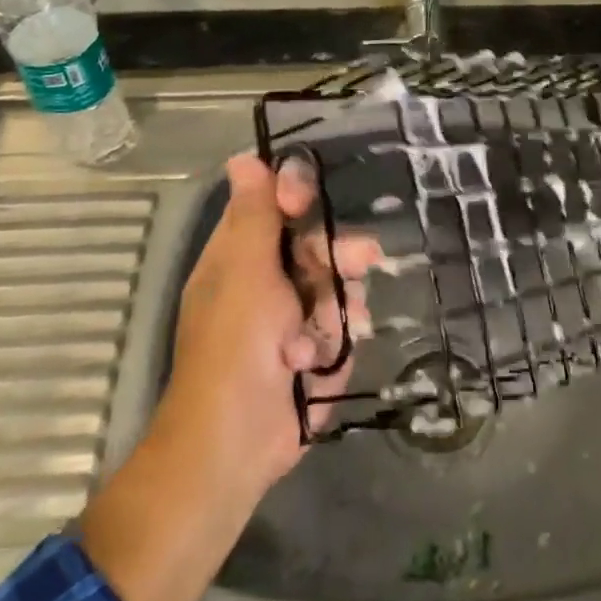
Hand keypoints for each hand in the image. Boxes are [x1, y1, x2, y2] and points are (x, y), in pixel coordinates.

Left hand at [153, 152, 378, 497]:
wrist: (236, 443)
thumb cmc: (236, 346)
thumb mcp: (244, 271)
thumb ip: (253, 215)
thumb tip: (241, 158)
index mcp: (240, 256)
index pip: (273, 206)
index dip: (294, 197)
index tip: (307, 201)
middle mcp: (266, 282)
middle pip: (318, 247)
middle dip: (339, 257)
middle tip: (364, 259)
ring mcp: (290, 321)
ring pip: (337, 291)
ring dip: (337, 311)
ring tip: (323, 340)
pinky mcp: (312, 355)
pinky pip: (340, 332)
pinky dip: (334, 347)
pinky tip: (320, 366)